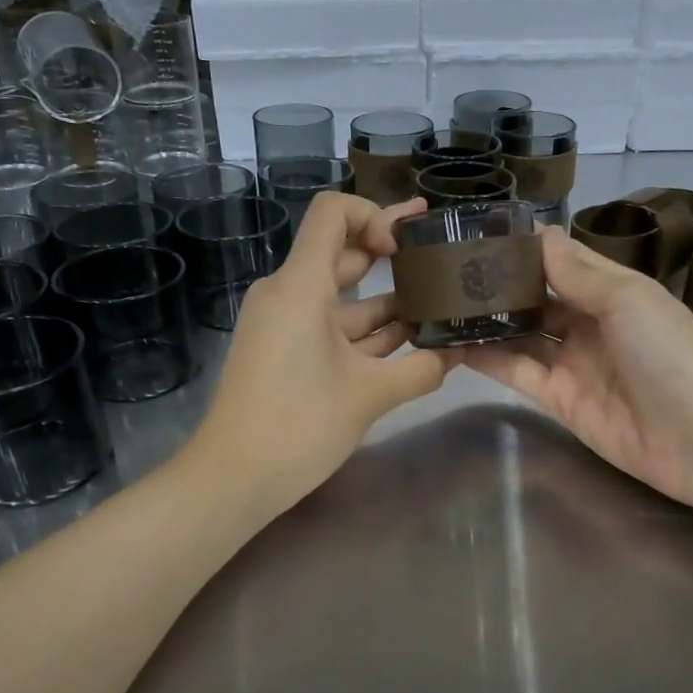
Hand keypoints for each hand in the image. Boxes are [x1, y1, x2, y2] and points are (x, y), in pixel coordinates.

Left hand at [184, 192, 447, 514]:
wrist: (233, 479)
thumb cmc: (297, 425)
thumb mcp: (368, 396)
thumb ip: (420, 369)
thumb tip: (459, 353)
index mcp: (300, 286)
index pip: (332, 213)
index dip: (374, 215)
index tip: (406, 247)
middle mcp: (289, 294)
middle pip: (342, 255)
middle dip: (392, 256)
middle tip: (442, 258)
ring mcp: (286, 326)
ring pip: (343, 300)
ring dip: (387, 303)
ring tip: (440, 306)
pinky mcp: (287, 354)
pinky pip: (332, 329)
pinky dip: (367, 334)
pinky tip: (411, 344)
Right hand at [460, 227, 692, 508]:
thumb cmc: (671, 355)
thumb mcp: (629, 299)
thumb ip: (578, 272)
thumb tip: (538, 235)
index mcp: (613, 291)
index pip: (561, 260)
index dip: (525, 246)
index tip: (478, 231)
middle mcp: (589, 323)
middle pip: (537, 297)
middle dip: (499, 283)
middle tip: (446, 268)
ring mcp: (572, 363)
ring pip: (521, 333)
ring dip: (487, 320)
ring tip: (440, 301)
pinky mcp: (557, 400)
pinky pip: (517, 371)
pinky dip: (487, 358)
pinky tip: (452, 343)